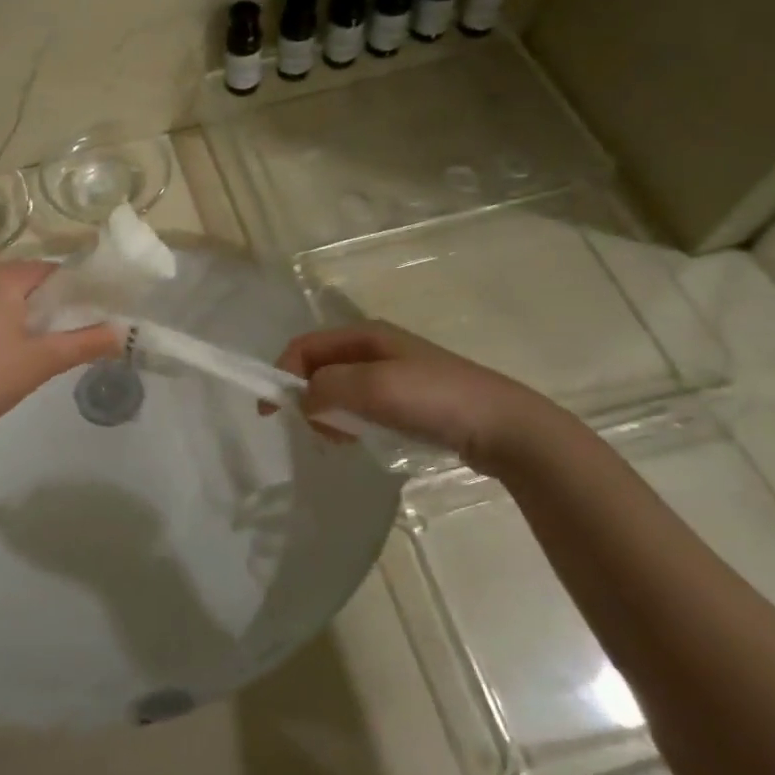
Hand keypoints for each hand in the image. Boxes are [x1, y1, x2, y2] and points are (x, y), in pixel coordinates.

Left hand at [0, 260, 119, 442]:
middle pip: (33, 284)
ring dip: (36, 319)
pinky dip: (14, 326)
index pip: (54, 271)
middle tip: (88, 331)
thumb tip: (123, 334)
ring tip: (62, 344)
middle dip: (60, 306)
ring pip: (12, 300)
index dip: (82, 290)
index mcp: (1, 276)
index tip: (105, 311)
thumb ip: (85, 343)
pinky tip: (25, 352)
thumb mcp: (42, 360)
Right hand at [275, 322, 560, 472]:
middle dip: (307, 396)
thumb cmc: (435, 400)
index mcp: (365, 334)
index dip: (281, 373)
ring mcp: (395, 372)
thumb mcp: (374, 387)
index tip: (269, 413)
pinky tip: (364, 440)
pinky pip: (363, 405)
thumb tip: (302, 399)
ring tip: (342, 439)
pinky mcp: (410, 399)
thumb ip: (328, 387)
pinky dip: (351, 421)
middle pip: (320, 367)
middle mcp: (376, 347)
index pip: (305, 347)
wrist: (504, 428)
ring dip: (329, 412)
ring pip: (340, 388)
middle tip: (317, 430)